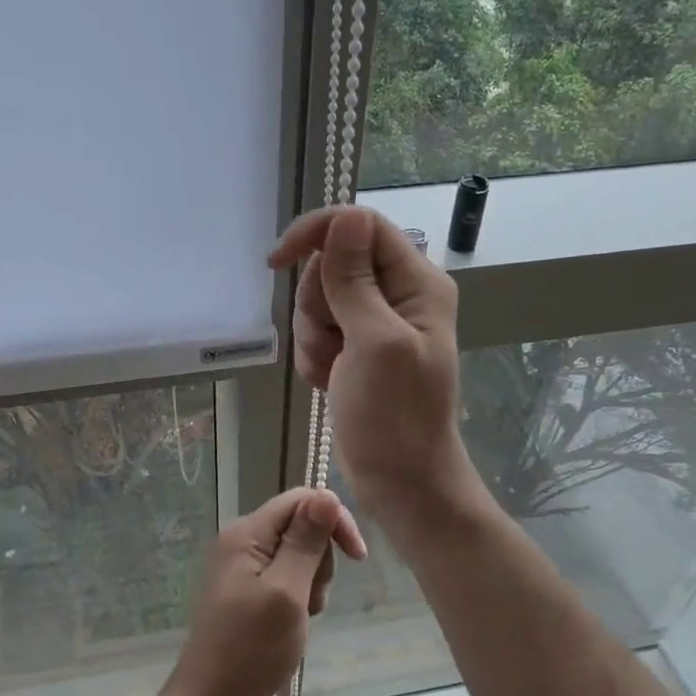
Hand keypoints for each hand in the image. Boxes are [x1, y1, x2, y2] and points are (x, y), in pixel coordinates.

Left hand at [164, 487, 365, 695]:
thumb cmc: (251, 648)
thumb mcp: (287, 592)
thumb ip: (306, 542)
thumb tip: (326, 494)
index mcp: (246, 532)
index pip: (300, 500)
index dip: (333, 519)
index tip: (358, 557)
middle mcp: (240, 539)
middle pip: (299, 524)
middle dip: (320, 558)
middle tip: (314, 599)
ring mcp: (240, 565)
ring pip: (296, 552)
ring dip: (311, 580)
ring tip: (303, 615)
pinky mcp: (244, 587)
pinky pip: (284, 574)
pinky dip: (298, 594)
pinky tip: (294, 621)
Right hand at [269, 206, 469, 507]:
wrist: (400, 480)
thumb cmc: (394, 416)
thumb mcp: (374, 342)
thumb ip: (355, 279)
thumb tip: (346, 215)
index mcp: (416, 282)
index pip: (360, 225)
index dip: (317, 233)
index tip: (278, 261)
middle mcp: (398, 293)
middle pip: (332, 263)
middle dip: (317, 304)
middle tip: (334, 344)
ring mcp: (375, 322)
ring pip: (318, 298)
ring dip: (313, 336)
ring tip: (333, 370)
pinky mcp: (356, 348)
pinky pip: (316, 330)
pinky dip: (314, 356)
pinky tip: (328, 382)